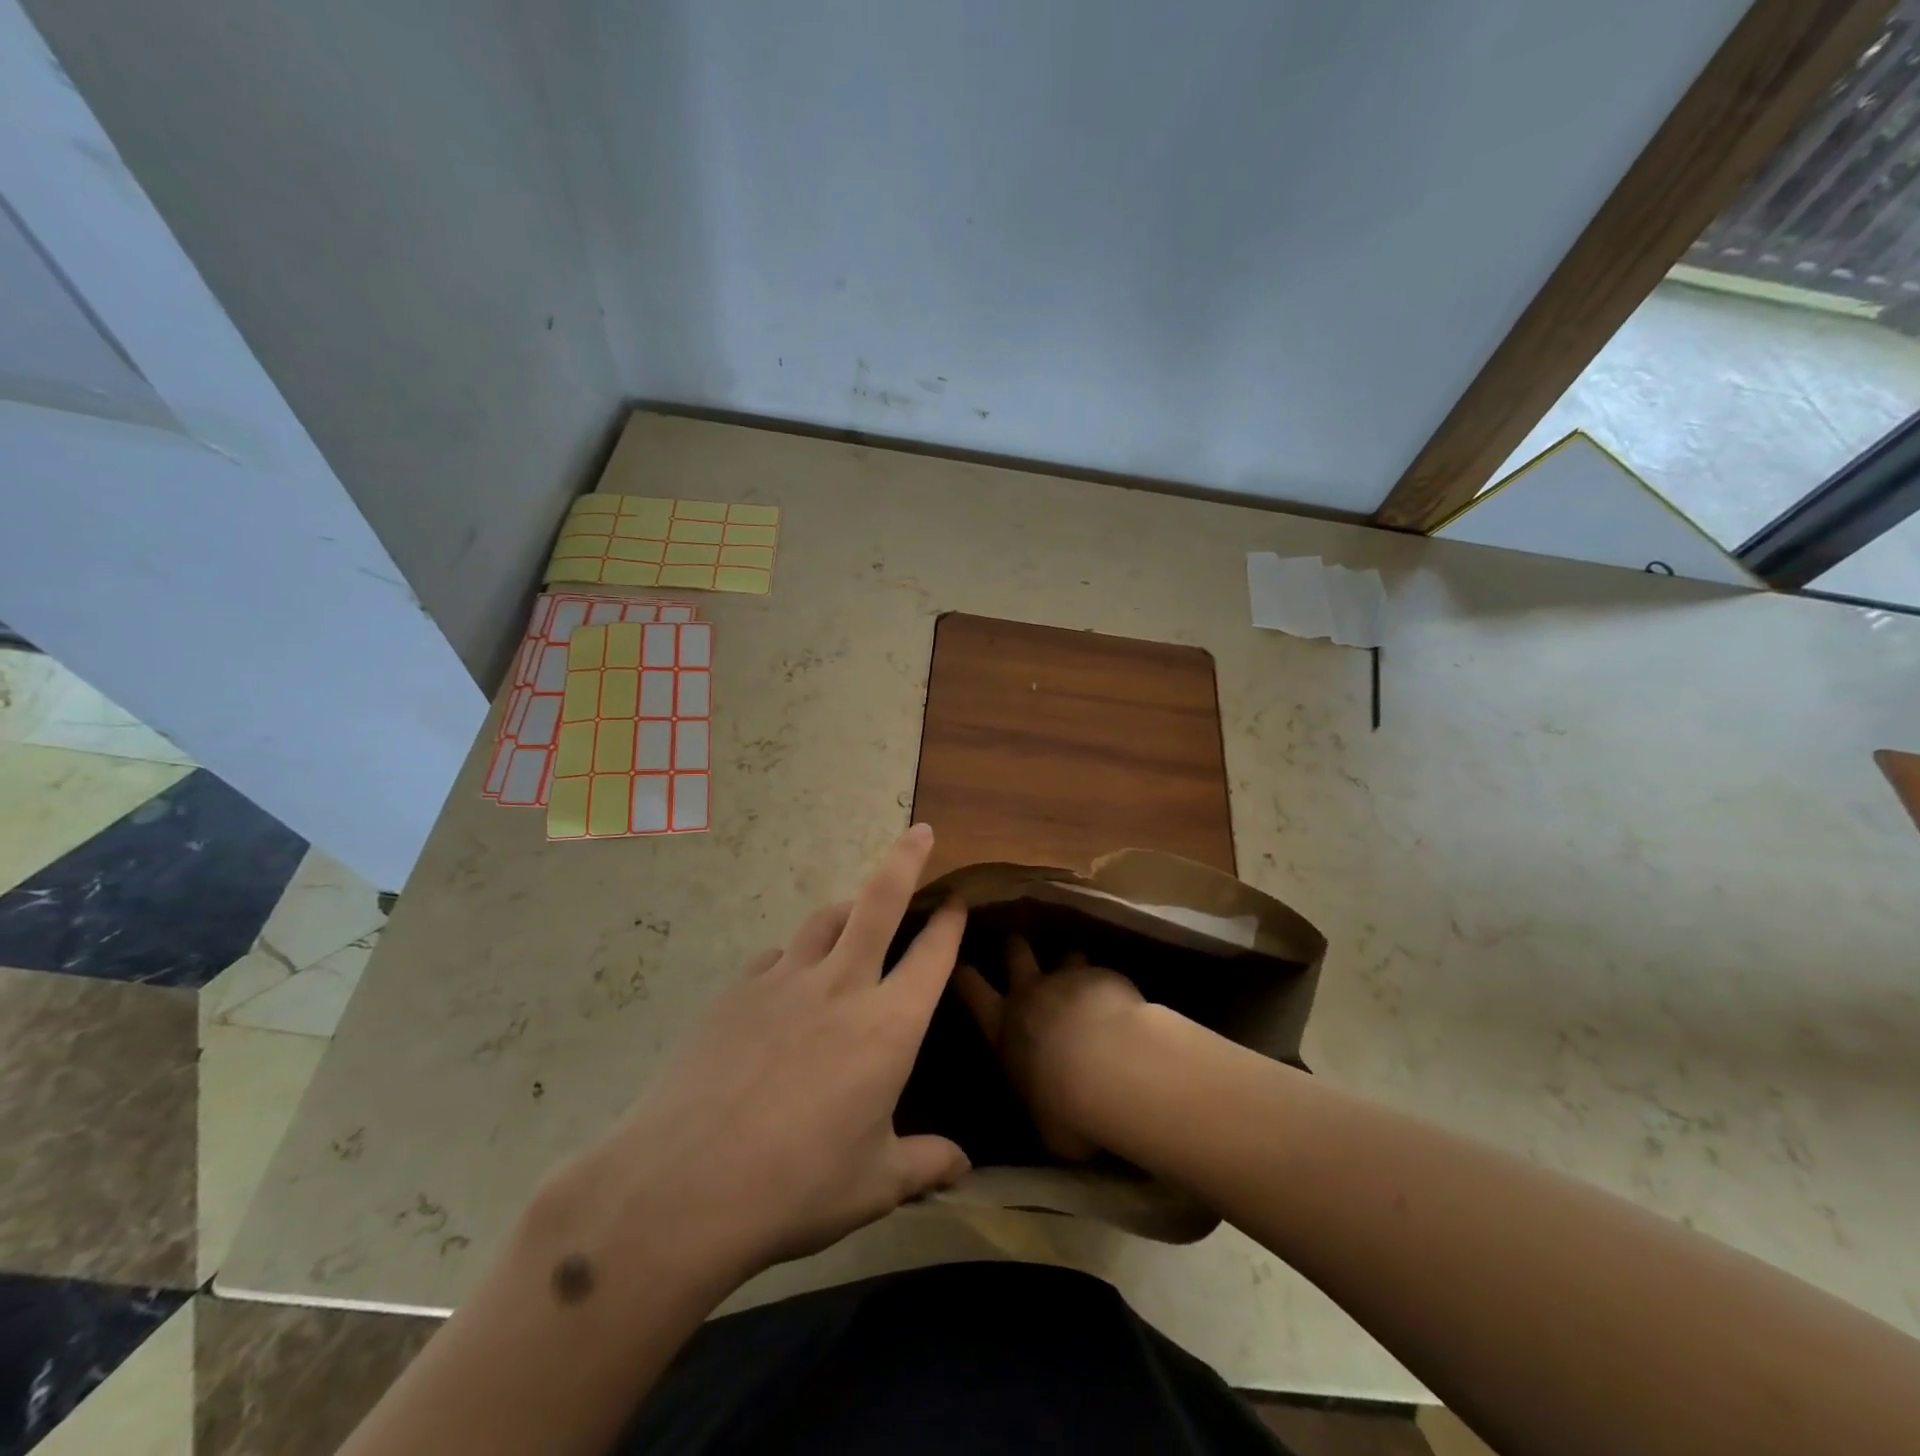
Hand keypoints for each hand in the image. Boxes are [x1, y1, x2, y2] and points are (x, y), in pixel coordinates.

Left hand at [562, 824, 970, 1283]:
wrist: (684, 1186)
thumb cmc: (797, 1186)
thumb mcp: (874, 1183)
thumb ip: (924, 1164)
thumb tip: (963, 1167)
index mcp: (888, 1025)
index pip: (932, 955)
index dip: (950, 921)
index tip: (958, 900)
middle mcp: (841, 986)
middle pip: (879, 900)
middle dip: (905, 859)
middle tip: (920, 832)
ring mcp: (784, 981)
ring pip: (824, 920)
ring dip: (847, 910)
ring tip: (853, 918)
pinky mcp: (736, 991)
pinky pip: (776, 958)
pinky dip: (794, 959)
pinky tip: (787, 986)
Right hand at [954, 936, 1144, 1161]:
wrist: (1113, 1069)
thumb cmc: (1067, 1108)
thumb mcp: (1042, 1125)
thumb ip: (1038, 1106)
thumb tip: (1042, 1112)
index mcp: (1003, 1029)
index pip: (971, 990)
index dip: (964, 974)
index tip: (960, 963)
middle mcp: (1030, 994)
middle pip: (1015, 954)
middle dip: (1015, 947)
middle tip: (1016, 942)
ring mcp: (1068, 979)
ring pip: (1064, 955)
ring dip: (1070, 962)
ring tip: (1079, 968)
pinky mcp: (1103, 976)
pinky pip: (1102, 972)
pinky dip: (1107, 982)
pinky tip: (1121, 996)